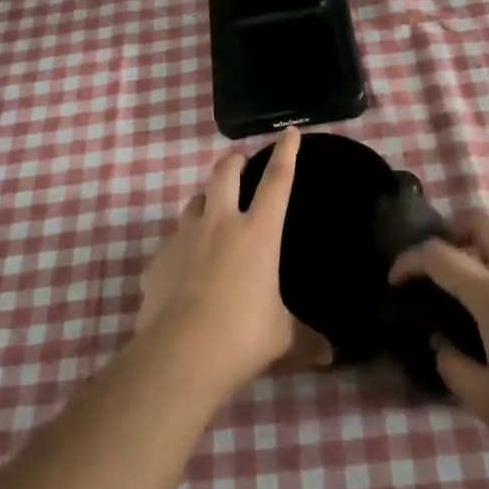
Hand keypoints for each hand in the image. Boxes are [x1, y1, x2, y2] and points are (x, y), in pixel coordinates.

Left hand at [135, 128, 329, 396]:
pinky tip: (184, 271)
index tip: (290, 132)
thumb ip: (306, 339)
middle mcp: (219, 224)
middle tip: (241, 165)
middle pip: (224, 172)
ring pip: (193, 202)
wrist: (180, 354)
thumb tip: (331, 356)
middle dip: (234, 162)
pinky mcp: (157, 261)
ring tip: (212, 215)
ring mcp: (183, 239)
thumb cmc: (242, 337)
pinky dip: (181, 249)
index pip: (278, 181)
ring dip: (206, 201)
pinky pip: (171, 244)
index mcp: (258, 233)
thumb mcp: (282, 338)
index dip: (286, 153)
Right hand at [389, 211, 488, 461]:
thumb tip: (443, 346)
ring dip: (480, 257)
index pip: (439, 255)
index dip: (409, 261)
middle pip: (482, 223)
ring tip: (468, 302)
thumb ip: (453, 367)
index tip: (395, 280)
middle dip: (453, 229)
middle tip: (438, 261)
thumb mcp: (486, 399)